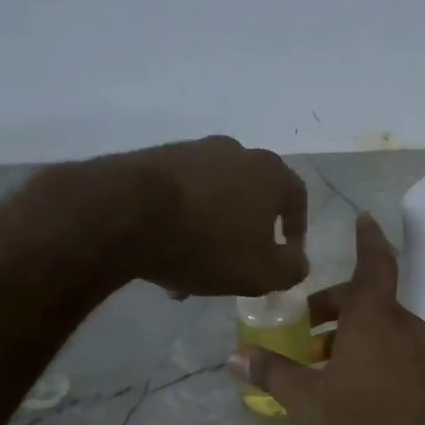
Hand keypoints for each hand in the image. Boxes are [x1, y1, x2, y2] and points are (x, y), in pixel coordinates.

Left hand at [94, 137, 308, 297]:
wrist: (127, 213)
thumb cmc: (207, 243)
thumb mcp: (261, 272)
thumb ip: (290, 269)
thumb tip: (297, 261)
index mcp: (269, 172)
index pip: (296, 198)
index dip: (296, 230)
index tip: (287, 256)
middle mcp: (235, 152)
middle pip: (250, 199)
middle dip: (246, 237)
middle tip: (236, 269)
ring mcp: (192, 152)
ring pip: (213, 200)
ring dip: (209, 234)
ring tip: (192, 273)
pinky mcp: (155, 159)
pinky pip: (180, 197)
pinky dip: (180, 224)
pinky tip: (164, 255)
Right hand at [230, 213, 424, 424]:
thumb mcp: (307, 405)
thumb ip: (273, 373)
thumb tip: (233, 354)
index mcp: (376, 322)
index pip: (374, 265)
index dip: (367, 240)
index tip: (362, 218)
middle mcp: (407, 329)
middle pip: (371, 301)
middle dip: (336, 308)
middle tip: (305, 330)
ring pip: (385, 330)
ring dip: (354, 336)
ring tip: (323, 366)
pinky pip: (400, 353)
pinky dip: (375, 355)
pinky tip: (354, 388)